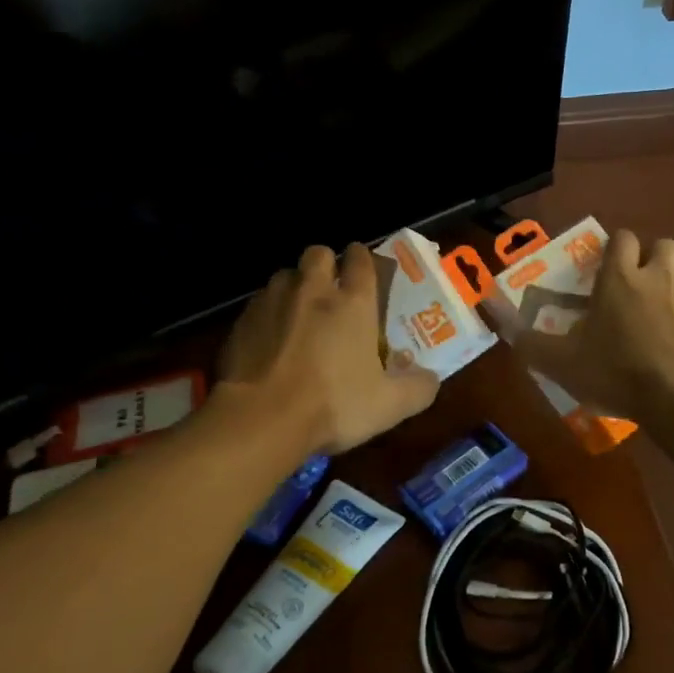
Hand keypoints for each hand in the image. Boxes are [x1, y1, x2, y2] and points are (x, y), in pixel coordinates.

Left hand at [218, 243, 439, 453]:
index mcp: (353, 303)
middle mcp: (312, 290)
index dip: (362, 258)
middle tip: (330, 288)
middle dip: (326, 263)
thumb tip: (431, 378)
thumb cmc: (334, 405)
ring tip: (298, 311)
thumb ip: (418, 388)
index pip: (360, 260)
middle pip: (318, 253)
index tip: (362, 265)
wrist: (262, 419)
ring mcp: (272, 302)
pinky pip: (258, 304)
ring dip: (294, 285)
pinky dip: (268, 313)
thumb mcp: (390, 406)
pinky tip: (270, 339)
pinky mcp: (242, 322)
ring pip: (285, 275)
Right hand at [509, 231, 673, 419]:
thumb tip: (497, 317)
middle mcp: (661, 277)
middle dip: (654, 260)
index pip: (621, 238)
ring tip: (665, 321)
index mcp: (620, 278)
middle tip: (640, 290)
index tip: (607, 269)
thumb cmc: (617, 373)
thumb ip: (528, 340)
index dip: (615, 248)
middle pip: (664, 246)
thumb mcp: (561, 362)